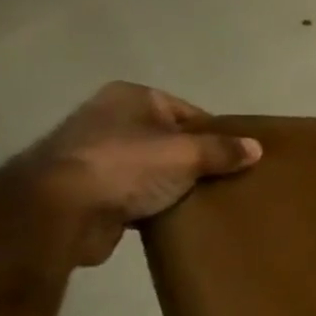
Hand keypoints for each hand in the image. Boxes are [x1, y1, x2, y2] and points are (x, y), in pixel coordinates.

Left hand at [25, 82, 261, 265]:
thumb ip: (224, 150)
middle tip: (226, 181)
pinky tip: (174, 218)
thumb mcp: (188, 153)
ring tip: (205, 202)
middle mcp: (109, 119)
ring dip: (173, 186)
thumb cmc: (127, 165)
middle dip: (195, 161)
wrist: (58, 212)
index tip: (237, 158)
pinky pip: (134, 195)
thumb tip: (256, 148)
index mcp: (131, 97)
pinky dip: (152, 206)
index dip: (215, 135)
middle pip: (170, 140)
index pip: (188, 112)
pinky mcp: (87, 192)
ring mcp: (94, 156)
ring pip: (152, 169)